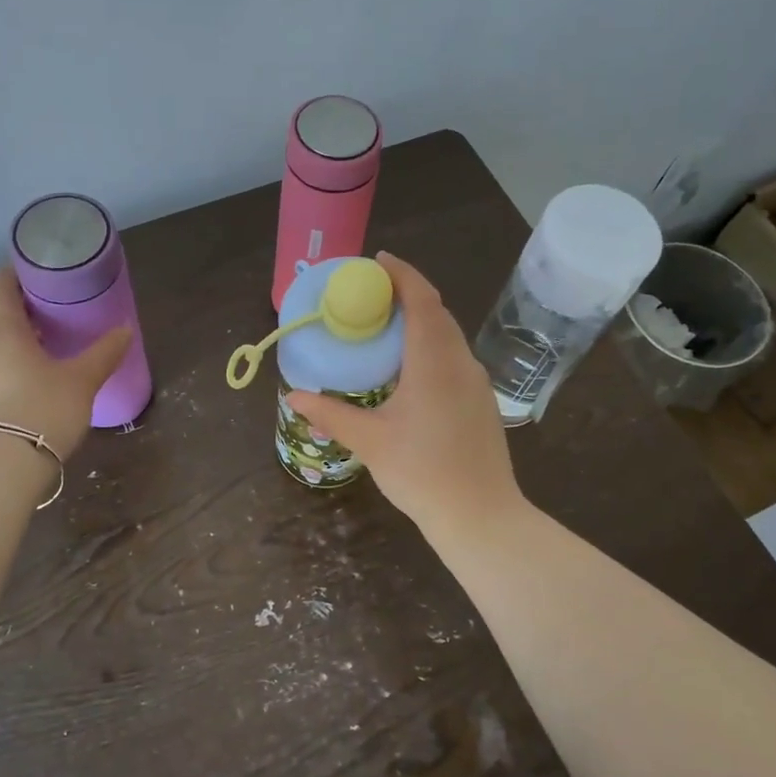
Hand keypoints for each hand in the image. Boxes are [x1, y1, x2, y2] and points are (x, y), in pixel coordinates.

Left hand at [0, 269, 130, 458]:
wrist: (1, 465)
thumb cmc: (43, 409)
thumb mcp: (82, 380)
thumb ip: (104, 353)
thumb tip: (125, 330)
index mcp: (1, 327)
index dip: (18, 274)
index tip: (43, 278)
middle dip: (20, 310)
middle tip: (52, 316)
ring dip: (12, 340)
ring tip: (45, 350)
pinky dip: (5, 364)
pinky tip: (29, 381)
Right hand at [286, 253, 523, 542]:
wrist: (480, 516)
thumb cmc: (422, 473)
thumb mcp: (370, 441)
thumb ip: (331, 414)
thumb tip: (294, 396)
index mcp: (434, 361)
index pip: (422, 299)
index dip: (401, 274)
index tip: (377, 261)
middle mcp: (461, 362)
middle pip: (437, 312)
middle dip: (406, 294)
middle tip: (370, 295)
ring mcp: (476, 383)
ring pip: (448, 336)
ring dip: (420, 322)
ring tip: (384, 328)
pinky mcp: (480, 402)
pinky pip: (453, 358)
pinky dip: (430, 346)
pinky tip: (408, 369)